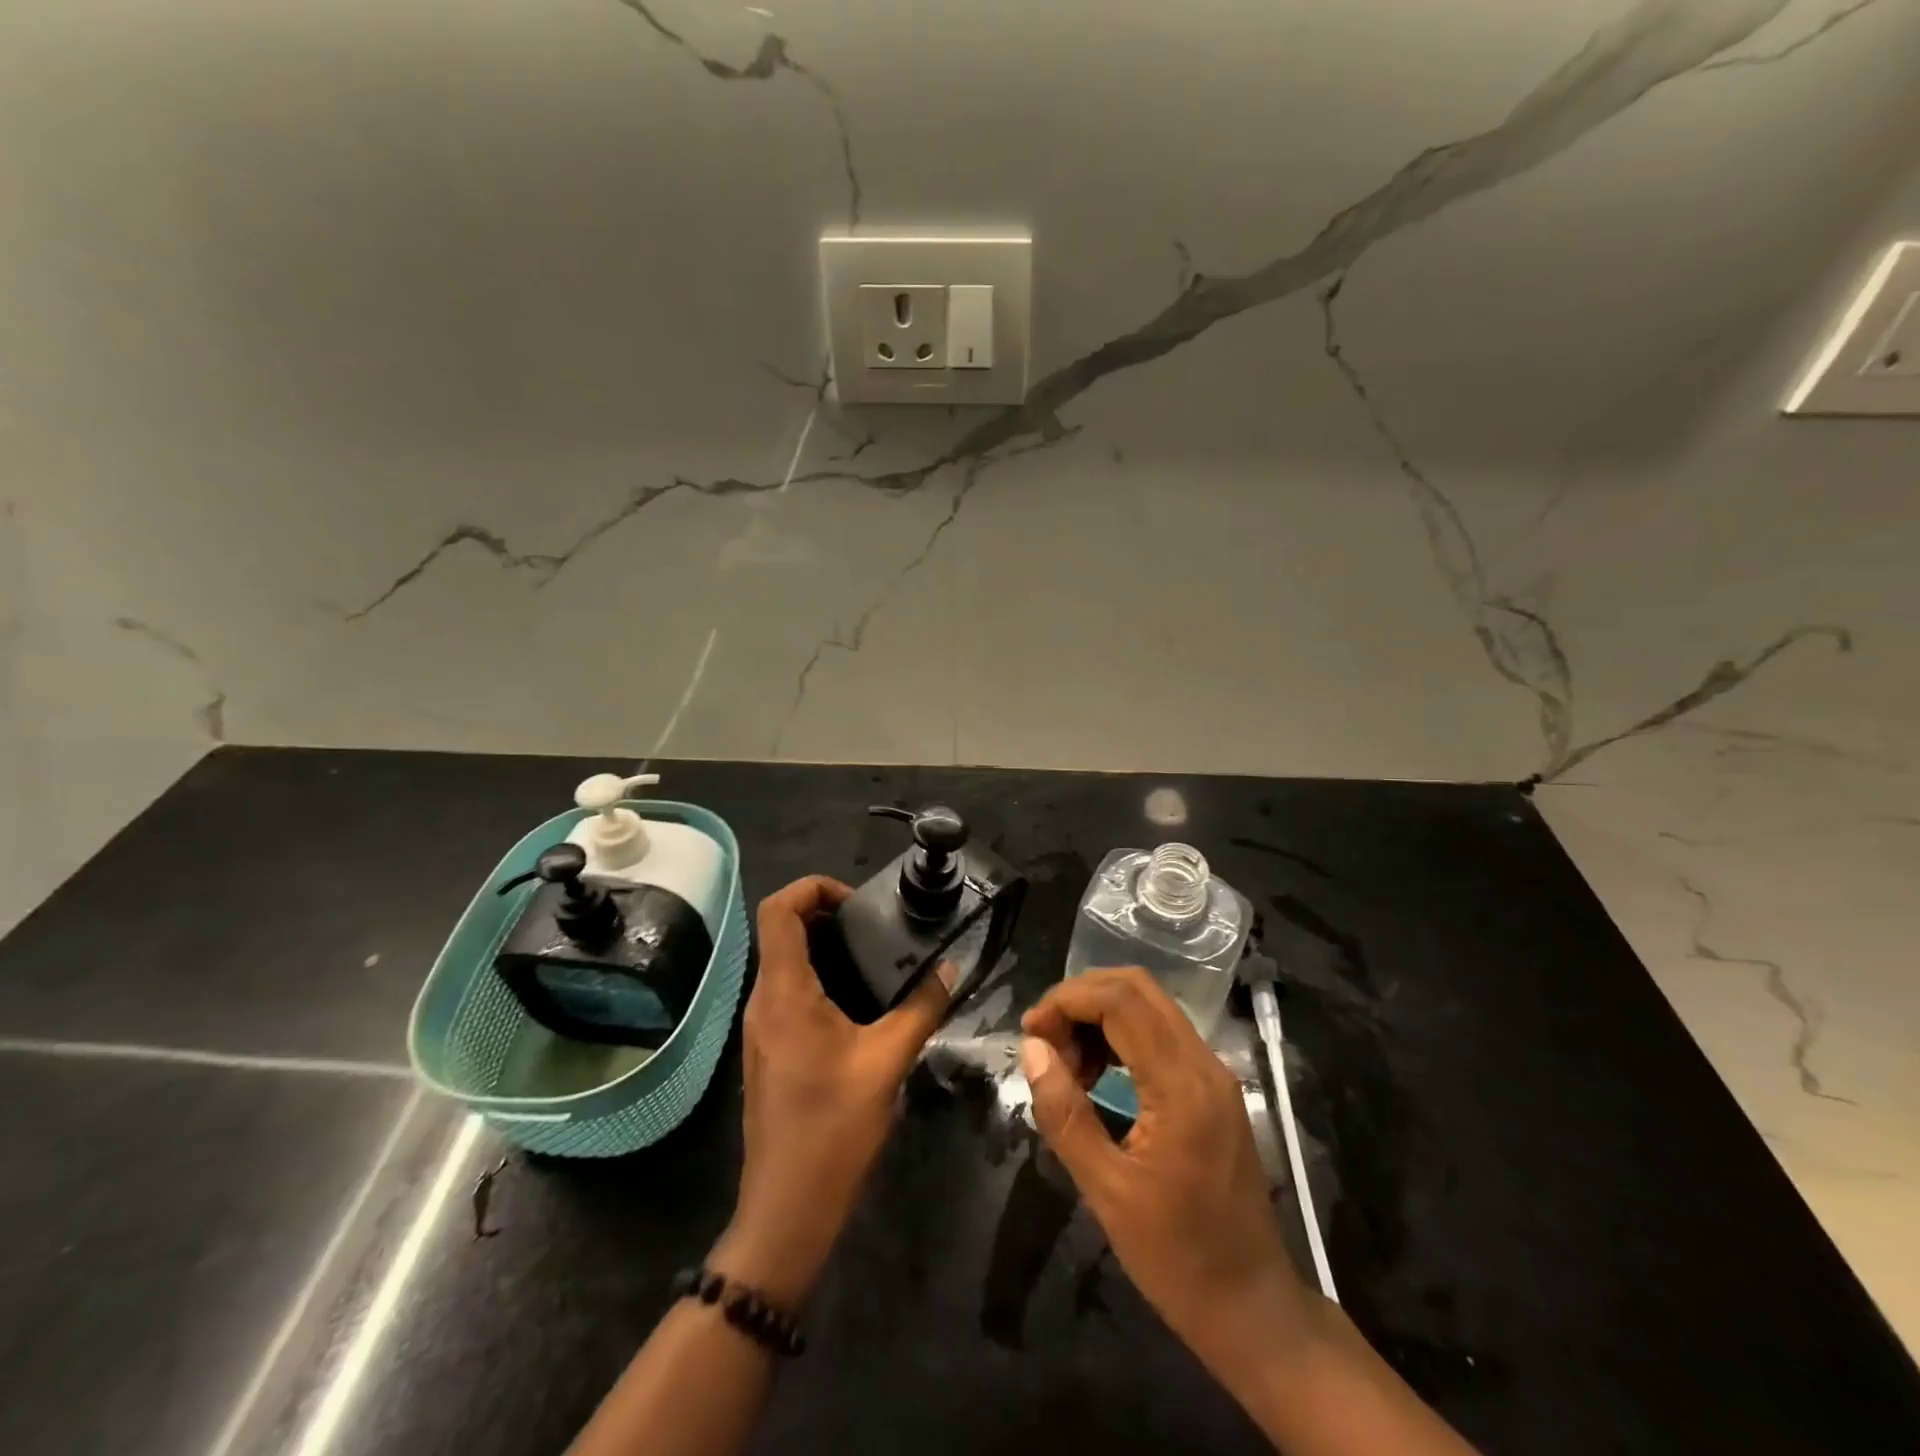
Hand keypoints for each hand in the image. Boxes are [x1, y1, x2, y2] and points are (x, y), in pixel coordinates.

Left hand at [711, 876, 951, 1307]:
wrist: (787, 1208)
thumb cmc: (834, 1129)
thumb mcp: (888, 1062)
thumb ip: (922, 1008)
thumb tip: (951, 968)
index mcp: (784, 992)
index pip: (777, 910)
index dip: (812, 887)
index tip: (856, 901)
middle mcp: (762, 1001)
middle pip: (780, 931)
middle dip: (825, 914)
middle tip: (875, 927)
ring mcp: (760, 1028)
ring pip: (783, 962)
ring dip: (823, 948)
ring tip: (874, 958)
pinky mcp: (767, 1050)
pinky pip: (788, 993)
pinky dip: (818, 978)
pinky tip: (859, 1003)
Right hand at [1019, 968, 1314, 1363]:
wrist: (1252, 1307)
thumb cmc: (1177, 1257)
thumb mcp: (1106, 1191)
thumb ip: (1064, 1113)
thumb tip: (1032, 1049)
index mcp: (1181, 1086)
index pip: (1120, 1001)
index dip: (1067, 1000)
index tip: (1031, 1033)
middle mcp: (1204, 1063)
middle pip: (1137, 988)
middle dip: (1081, 999)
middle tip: (1045, 1040)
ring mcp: (1213, 1073)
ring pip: (1150, 1006)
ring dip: (1100, 1015)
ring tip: (1067, 1063)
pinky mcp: (1213, 1088)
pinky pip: (1161, 1034)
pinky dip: (1121, 1035)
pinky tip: (1097, 1074)